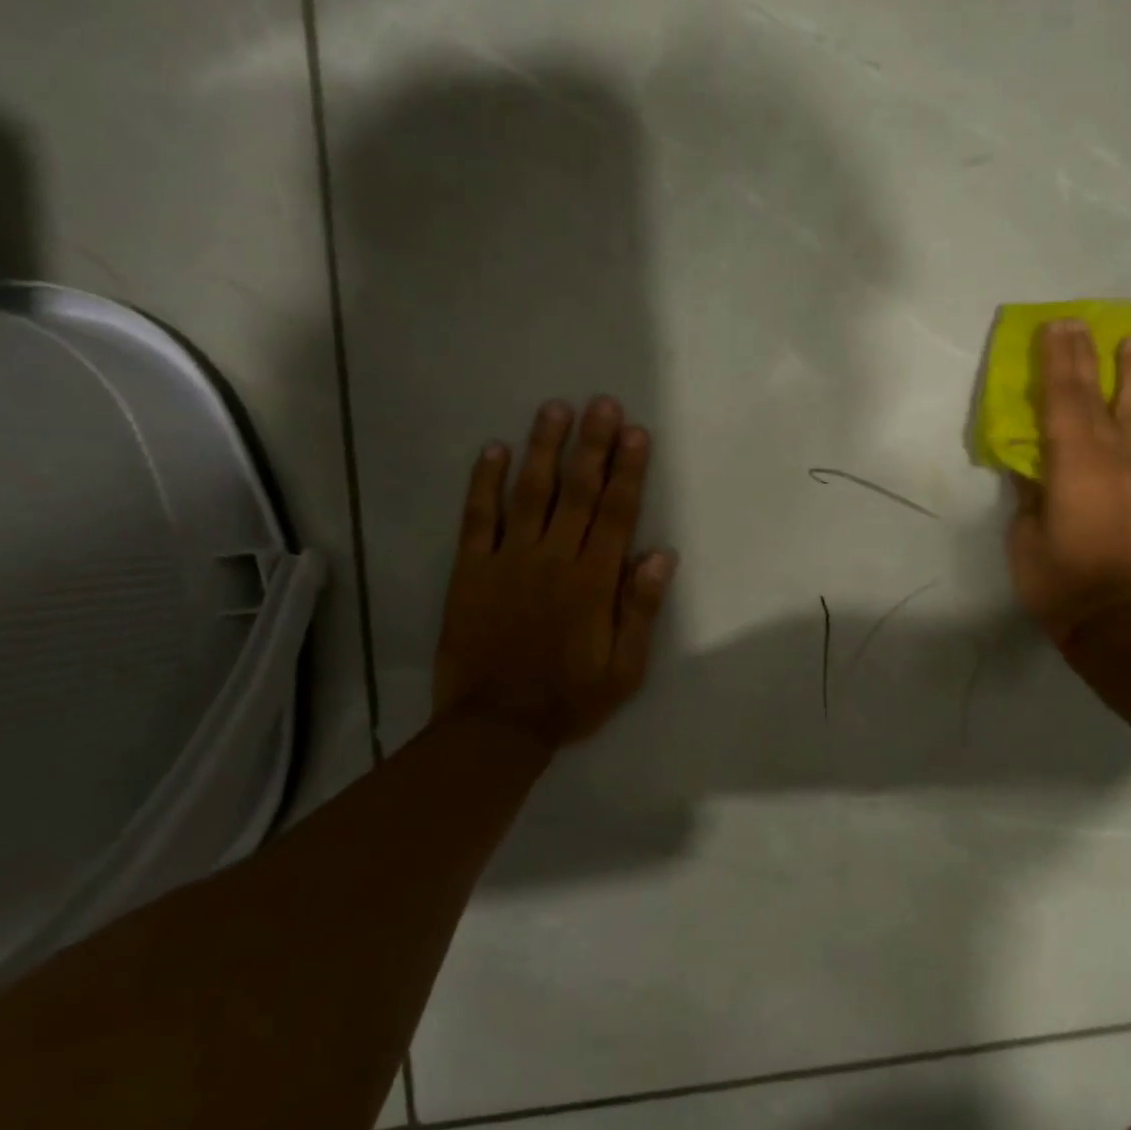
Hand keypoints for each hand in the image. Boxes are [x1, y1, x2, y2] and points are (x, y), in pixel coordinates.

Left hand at [433, 397, 675, 747]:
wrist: (495, 726)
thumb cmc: (569, 698)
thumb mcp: (624, 668)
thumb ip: (640, 610)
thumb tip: (660, 555)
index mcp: (592, 581)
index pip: (616, 514)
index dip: (628, 471)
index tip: (636, 433)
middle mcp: (553, 559)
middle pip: (577, 492)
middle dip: (593, 445)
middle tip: (603, 403)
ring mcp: (508, 561)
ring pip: (529, 493)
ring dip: (544, 448)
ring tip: (555, 409)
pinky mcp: (471, 570)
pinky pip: (477, 518)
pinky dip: (484, 483)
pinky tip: (493, 450)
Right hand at [1007, 320, 1130, 641]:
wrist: (1124, 622)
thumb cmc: (1061, 583)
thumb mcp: (1026, 540)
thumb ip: (1030, 498)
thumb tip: (1033, 471)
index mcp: (1073, 464)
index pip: (1061, 400)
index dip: (1056, 362)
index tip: (1054, 327)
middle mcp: (1114, 457)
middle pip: (1098, 397)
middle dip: (1087, 358)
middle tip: (1081, 323)